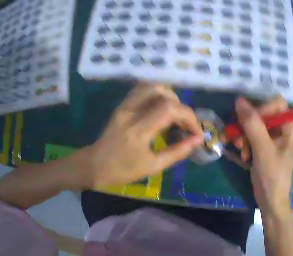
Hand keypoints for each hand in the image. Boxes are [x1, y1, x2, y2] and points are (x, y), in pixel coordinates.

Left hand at [85, 84, 202, 188]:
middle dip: (180, 106)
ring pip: (149, 87)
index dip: (189, 117)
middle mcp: (130, 112)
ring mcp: (123, 106)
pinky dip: (156, 95)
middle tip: (184, 123)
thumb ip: (177, 152)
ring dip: (168, 96)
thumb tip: (197, 140)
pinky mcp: (121, 106)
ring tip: (174, 114)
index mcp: (138, 130)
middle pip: (161, 92)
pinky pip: (141, 91)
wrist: (95, 165)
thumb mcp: (152, 166)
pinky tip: (160, 109)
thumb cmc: (122, 171)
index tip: (195, 132)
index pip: (169, 109)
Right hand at [235, 96, 292, 214]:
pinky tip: (243, 154)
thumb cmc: (272, 175)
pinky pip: (252, 135)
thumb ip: (252, 124)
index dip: (262, 108)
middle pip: (263, 113)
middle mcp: (283, 128)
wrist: (269, 199)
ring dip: (244, 135)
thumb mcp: (262, 149)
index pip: (276, 103)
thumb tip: (239, 100)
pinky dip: (245, 142)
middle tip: (239, 137)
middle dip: (248, 125)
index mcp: (289, 126)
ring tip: (240, 148)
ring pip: (254, 124)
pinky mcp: (264, 145)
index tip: (248, 121)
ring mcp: (273, 137)